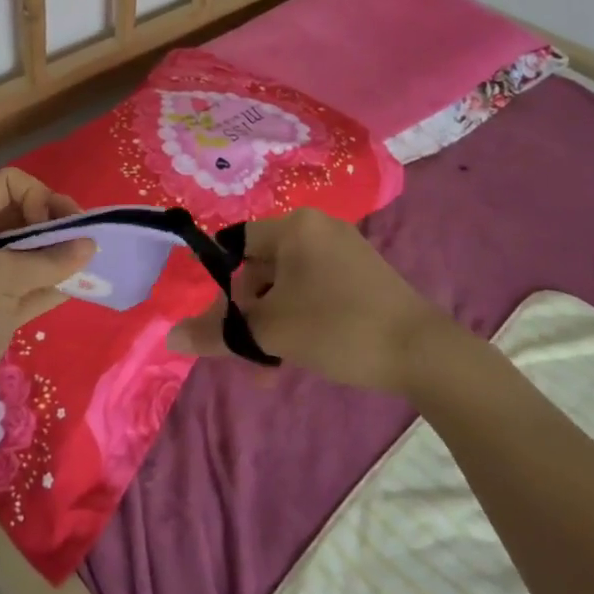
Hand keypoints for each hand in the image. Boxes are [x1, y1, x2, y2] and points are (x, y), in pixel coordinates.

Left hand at [0, 168, 94, 417]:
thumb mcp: (0, 279)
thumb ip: (49, 260)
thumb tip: (91, 245)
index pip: (9, 183)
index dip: (37, 196)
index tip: (52, 226)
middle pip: (23, 214)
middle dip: (55, 225)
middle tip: (84, 244)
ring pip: (29, 251)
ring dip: (58, 255)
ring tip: (89, 266)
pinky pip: (30, 284)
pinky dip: (51, 283)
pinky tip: (79, 288)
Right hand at [167, 208, 456, 394]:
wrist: (423, 352)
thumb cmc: (339, 327)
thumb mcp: (272, 332)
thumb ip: (218, 333)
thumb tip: (171, 338)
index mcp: (295, 226)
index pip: (237, 244)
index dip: (223, 283)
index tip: (226, 321)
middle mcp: (318, 227)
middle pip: (262, 266)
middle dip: (250, 313)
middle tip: (251, 354)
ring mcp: (344, 249)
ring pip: (288, 284)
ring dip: (274, 322)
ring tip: (274, 367)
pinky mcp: (363, 273)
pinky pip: (315, 288)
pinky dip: (301, 316)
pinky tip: (303, 353)